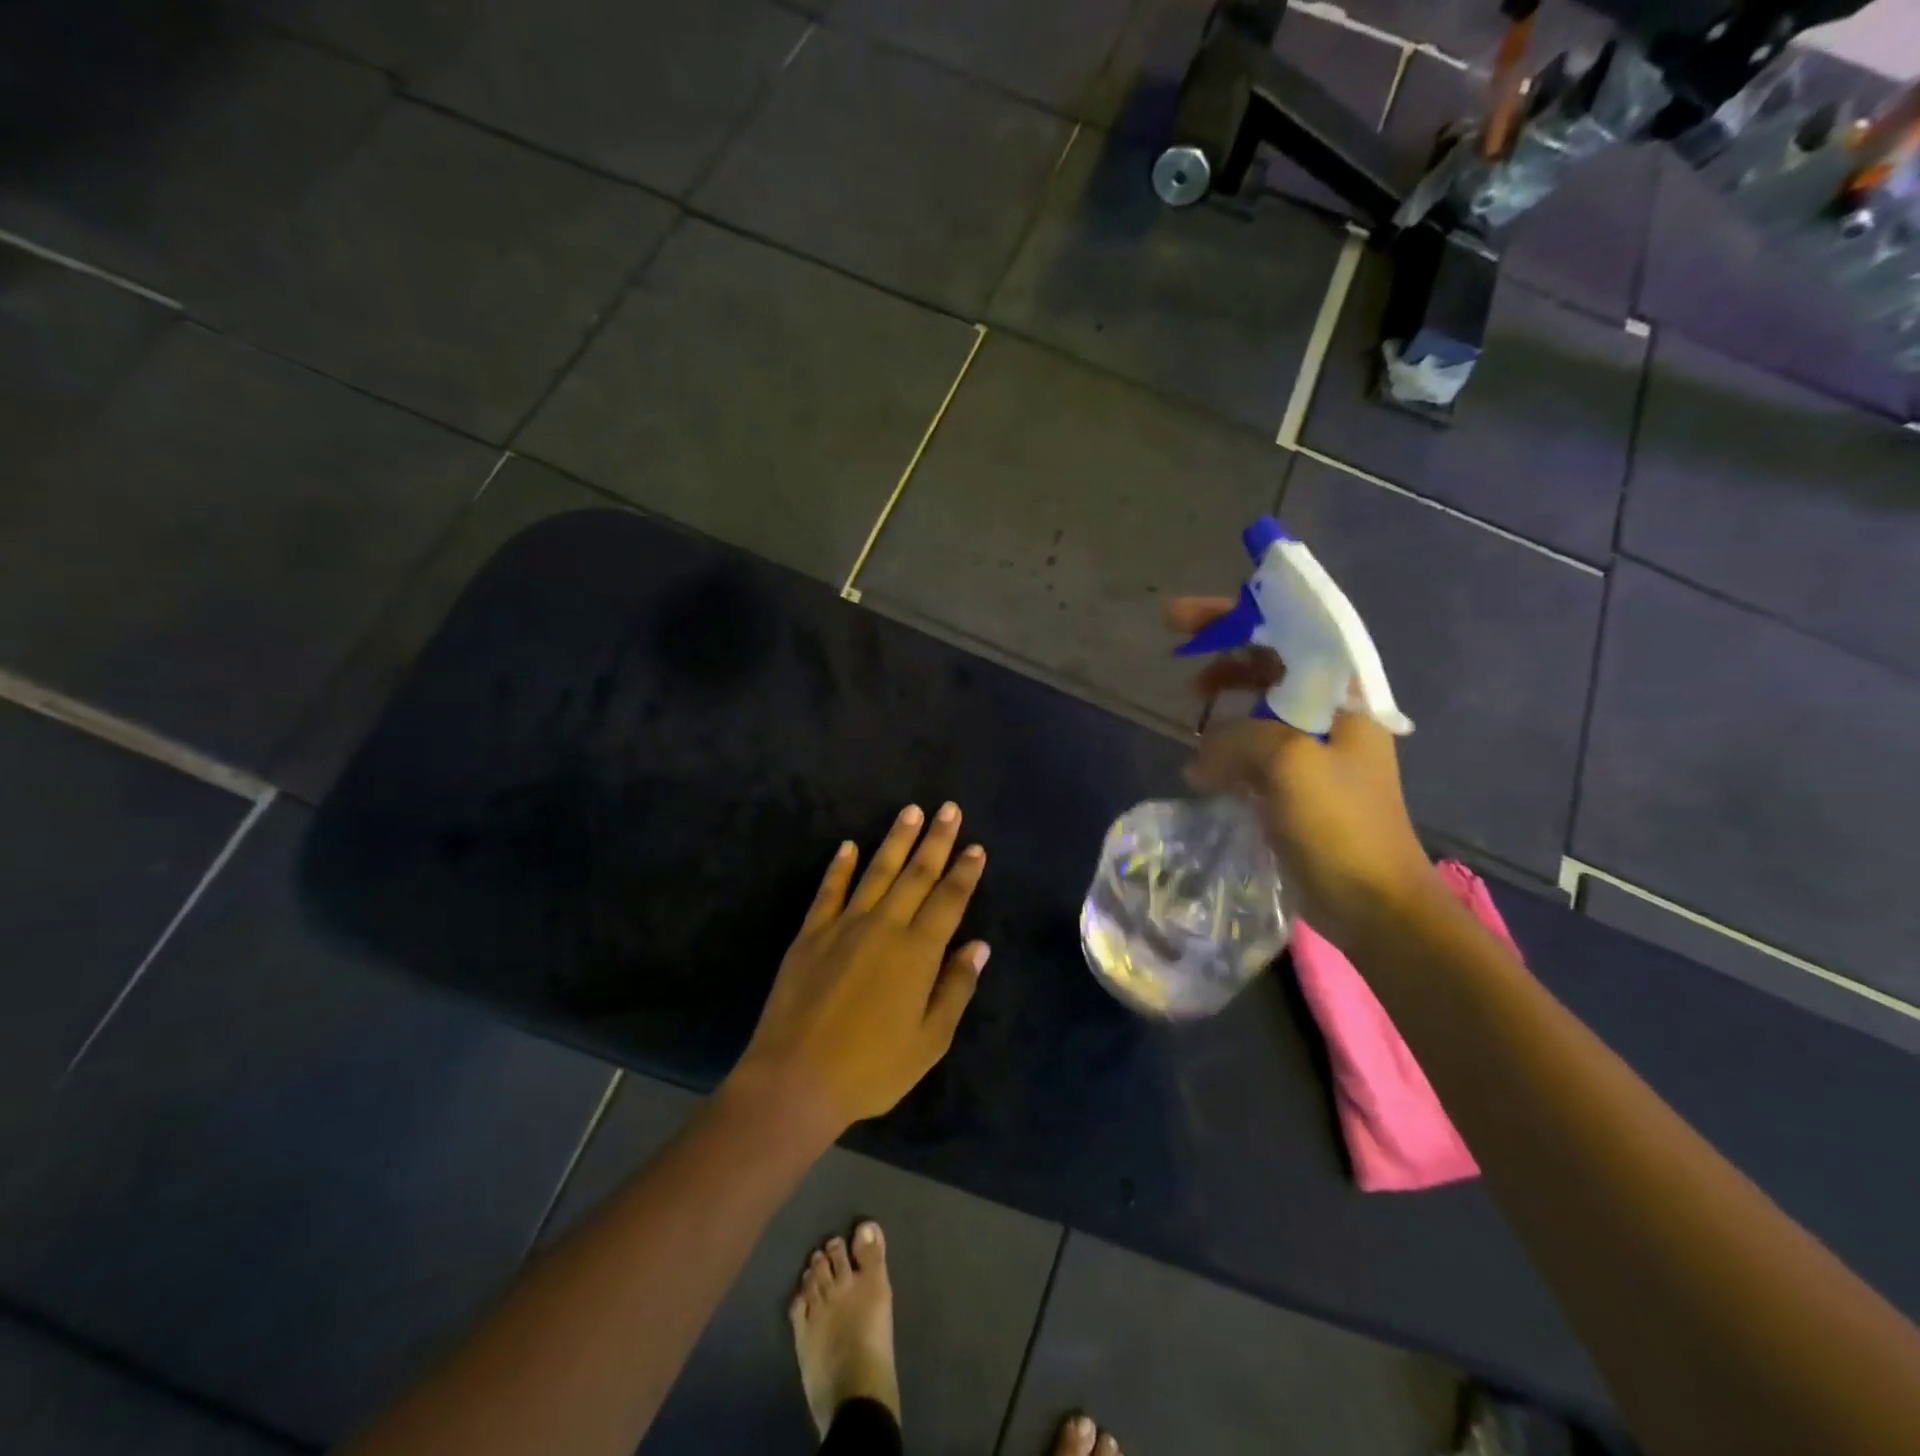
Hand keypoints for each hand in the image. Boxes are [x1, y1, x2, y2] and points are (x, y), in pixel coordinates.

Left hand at [727, 803, 989, 1140]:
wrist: (795, 1079)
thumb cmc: (871, 1068)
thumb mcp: (929, 1041)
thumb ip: (955, 988)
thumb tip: (978, 945)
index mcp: (917, 952)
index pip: (948, 900)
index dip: (964, 872)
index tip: (975, 847)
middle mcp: (884, 927)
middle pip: (916, 875)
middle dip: (936, 840)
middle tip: (949, 808)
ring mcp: (844, 926)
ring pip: (876, 872)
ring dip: (896, 840)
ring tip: (910, 812)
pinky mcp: (810, 934)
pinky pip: (829, 891)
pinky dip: (840, 866)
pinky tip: (848, 845)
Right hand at [1168, 598, 1432, 947]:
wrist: (1372, 902)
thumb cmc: (1340, 824)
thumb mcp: (1288, 763)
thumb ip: (1238, 737)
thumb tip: (1202, 755)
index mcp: (1342, 696)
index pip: (1291, 630)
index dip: (1240, 613)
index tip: (1186, 616)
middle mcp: (1330, 713)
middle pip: (1272, 661)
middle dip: (1224, 650)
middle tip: (1178, 650)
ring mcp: (1313, 749)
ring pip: (1258, 703)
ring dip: (1223, 698)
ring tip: (1190, 705)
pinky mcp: (1294, 782)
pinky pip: (1252, 746)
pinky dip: (1224, 744)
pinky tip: (1201, 762)